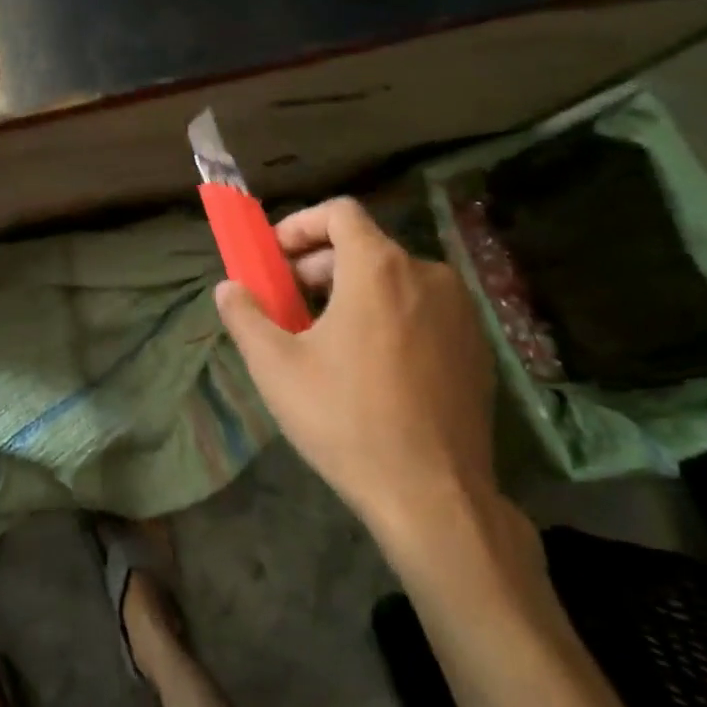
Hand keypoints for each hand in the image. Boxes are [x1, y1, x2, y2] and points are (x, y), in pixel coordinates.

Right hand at [215, 198, 514, 568]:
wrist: (433, 494)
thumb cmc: (344, 419)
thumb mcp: (275, 366)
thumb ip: (244, 315)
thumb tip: (228, 288)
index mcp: (379, 268)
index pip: (340, 212)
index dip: (300, 225)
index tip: (275, 259)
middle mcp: (428, 275)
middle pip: (365, 247)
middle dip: (318, 266)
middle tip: (288, 305)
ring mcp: (461, 312)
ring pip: (395, 279)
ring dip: (352, 292)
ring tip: (325, 338)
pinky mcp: (477, 347)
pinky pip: (423, 310)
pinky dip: (389, 316)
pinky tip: (370, 365)